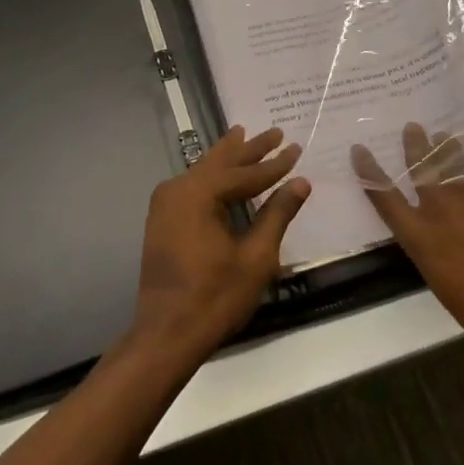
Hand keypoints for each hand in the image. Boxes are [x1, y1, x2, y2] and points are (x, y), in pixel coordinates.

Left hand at [130, 126, 310, 363]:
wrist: (167, 333)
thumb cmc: (216, 296)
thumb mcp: (256, 256)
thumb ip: (277, 214)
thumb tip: (300, 183)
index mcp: (198, 193)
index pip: (245, 173)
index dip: (274, 163)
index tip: (296, 147)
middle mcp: (177, 189)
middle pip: (220, 163)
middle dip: (249, 148)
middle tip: (274, 131)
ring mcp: (165, 204)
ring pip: (204, 172)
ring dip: (228, 158)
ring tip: (244, 136)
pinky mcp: (163, 220)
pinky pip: (193, 187)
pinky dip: (213, 177)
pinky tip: (223, 174)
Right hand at [352, 123, 463, 357]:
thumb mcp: (442, 284)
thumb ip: (432, 252)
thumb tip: (433, 238)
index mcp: (419, 234)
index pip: (383, 196)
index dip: (369, 171)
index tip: (359, 150)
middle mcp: (440, 205)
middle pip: (420, 166)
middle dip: (414, 145)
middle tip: (413, 127)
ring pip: (453, 155)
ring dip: (445, 142)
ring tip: (443, 133)